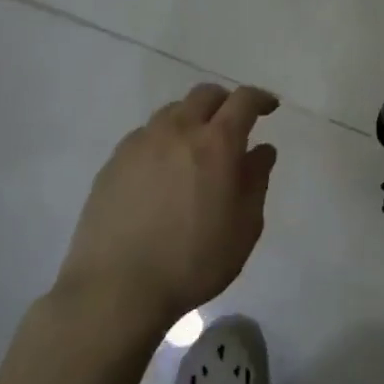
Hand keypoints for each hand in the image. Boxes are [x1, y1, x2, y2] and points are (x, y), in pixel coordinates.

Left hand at [52, 84, 278, 337]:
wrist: (117, 288)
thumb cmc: (194, 261)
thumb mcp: (244, 227)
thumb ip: (256, 181)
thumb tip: (262, 150)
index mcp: (216, 144)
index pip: (243, 101)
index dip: (261, 99)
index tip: (270, 108)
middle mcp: (177, 132)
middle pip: (204, 95)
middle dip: (225, 102)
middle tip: (235, 124)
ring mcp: (139, 144)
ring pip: (172, 112)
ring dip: (192, 119)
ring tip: (197, 149)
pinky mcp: (113, 163)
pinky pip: (145, 136)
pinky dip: (164, 140)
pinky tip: (164, 171)